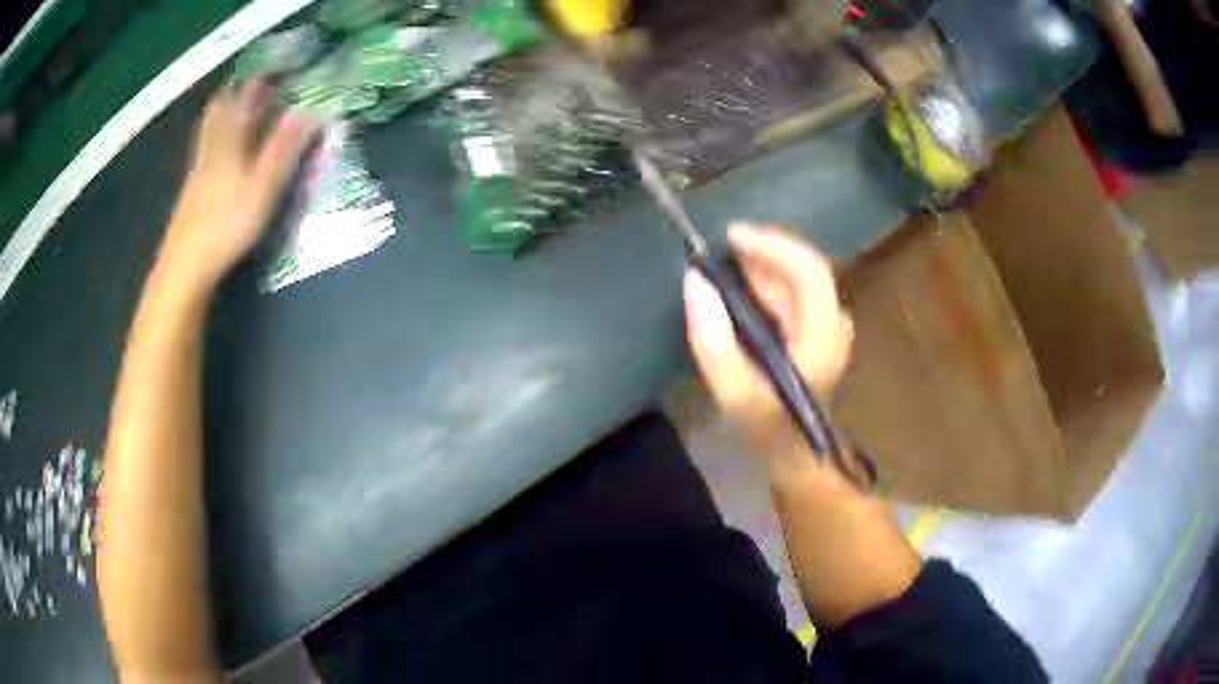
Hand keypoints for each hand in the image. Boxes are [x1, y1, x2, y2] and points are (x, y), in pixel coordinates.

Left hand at [157, 80, 317, 290]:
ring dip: (219, 117)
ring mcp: (197, 175)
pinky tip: (214, 154)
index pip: (242, 106)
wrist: (185, 267)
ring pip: (207, 136)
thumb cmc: (227, 225)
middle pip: (217, 115)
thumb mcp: (264, 187)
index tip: (267, 71)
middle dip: (231, 96)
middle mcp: (211, 153)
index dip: (254, 87)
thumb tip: (308, 110)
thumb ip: (284, 149)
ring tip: (228, 109)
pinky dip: (210, 142)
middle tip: (244, 85)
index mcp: (229, 146)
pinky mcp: (190, 197)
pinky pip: (202, 156)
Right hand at [684, 224, 853, 474]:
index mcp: (823, 334)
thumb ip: (713, 339)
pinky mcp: (817, 332)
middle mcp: (833, 322)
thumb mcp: (734, 392)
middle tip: (718, 252)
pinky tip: (740, 291)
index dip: (772, 245)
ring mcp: (829, 327)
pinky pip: (793, 294)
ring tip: (722, 267)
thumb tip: (695, 281)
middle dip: (762, 252)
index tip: (731, 236)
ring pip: (797, 279)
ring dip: (762, 267)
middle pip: (803, 269)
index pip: (809, 270)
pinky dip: (765, 284)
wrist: (798, 457)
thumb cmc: (769, 429)